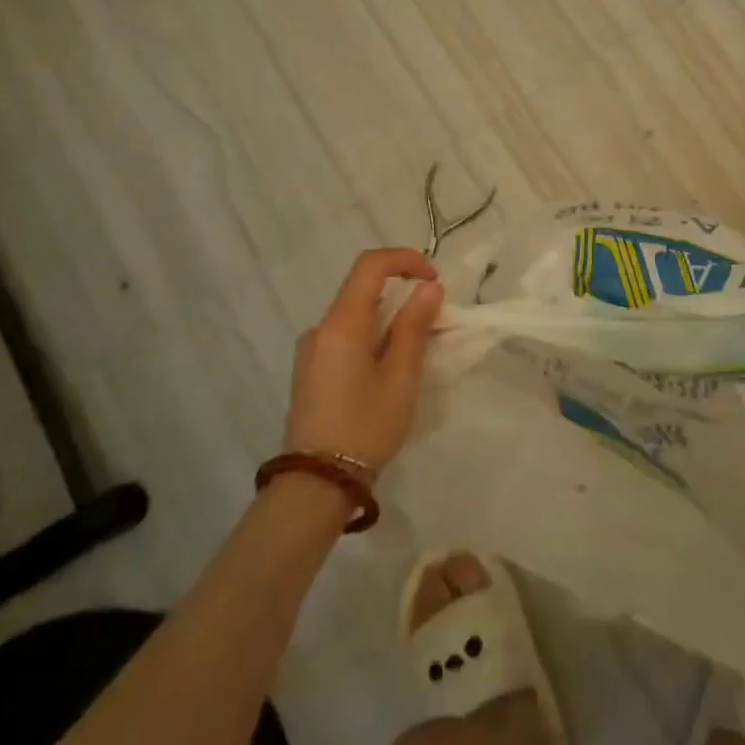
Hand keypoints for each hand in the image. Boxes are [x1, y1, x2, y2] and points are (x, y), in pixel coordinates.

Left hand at [284, 248, 444, 469]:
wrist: (316, 484)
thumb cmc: (365, 426)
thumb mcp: (401, 376)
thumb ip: (414, 327)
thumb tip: (429, 287)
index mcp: (341, 324)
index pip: (370, 265)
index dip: (405, 260)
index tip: (434, 280)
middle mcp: (320, 328)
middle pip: (362, 288)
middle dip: (401, 292)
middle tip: (433, 319)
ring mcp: (311, 350)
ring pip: (354, 314)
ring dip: (387, 316)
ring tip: (415, 348)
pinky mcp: (310, 370)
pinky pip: (345, 336)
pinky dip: (372, 335)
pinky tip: (388, 367)